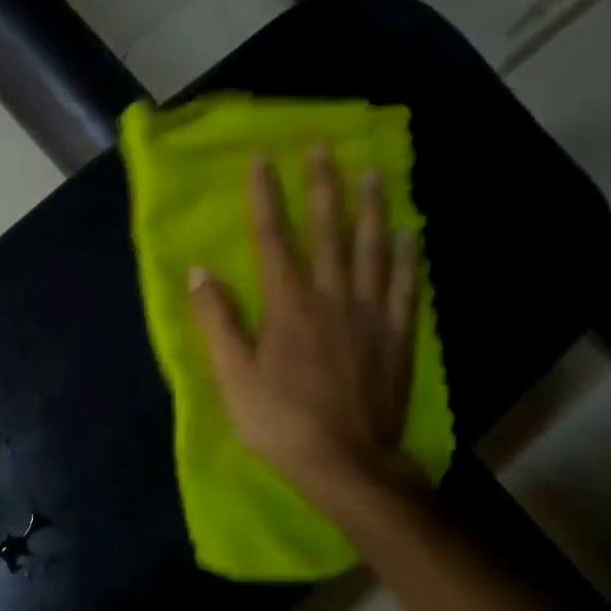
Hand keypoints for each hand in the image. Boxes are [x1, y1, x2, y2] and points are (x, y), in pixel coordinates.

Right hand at [187, 147, 424, 502]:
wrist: (346, 464)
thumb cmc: (280, 423)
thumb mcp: (234, 377)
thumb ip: (217, 322)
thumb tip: (199, 272)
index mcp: (288, 306)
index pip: (273, 239)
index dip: (266, 197)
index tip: (263, 159)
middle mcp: (333, 297)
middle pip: (328, 231)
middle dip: (324, 186)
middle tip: (324, 146)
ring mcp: (370, 315)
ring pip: (373, 249)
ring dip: (371, 208)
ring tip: (373, 172)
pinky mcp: (397, 337)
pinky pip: (405, 286)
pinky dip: (407, 257)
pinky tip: (411, 234)